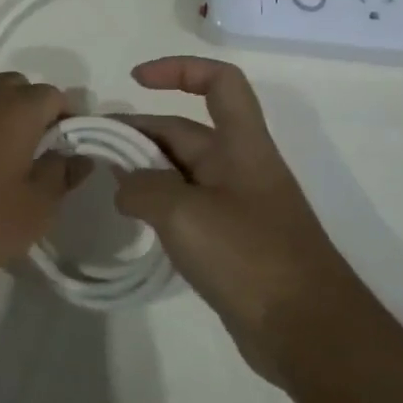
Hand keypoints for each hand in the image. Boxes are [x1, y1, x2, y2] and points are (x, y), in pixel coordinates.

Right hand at [114, 57, 337, 379]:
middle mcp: (239, 167)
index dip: (179, 69)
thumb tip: (125, 186)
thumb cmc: (250, 258)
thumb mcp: (184, 214)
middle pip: (186, 131)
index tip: (135, 80)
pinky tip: (135, 221)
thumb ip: (143, 189)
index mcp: (241, 146)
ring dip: (145, 170)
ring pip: (183, 172)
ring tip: (106, 184)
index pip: (219, 82)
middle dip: (140, 132)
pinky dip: (158, 205)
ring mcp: (236, 206)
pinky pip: (187, 208)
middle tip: (93, 148)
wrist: (309, 333)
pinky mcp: (231, 242)